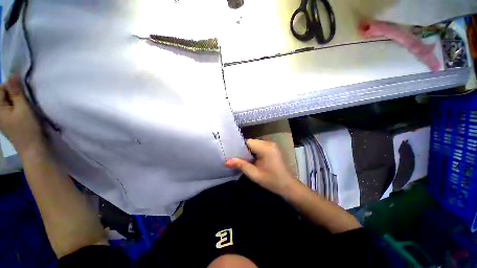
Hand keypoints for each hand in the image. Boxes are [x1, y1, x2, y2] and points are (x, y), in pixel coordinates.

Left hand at [0, 75, 44, 154]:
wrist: (33, 149)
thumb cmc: (27, 128)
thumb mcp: (23, 108)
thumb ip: (16, 92)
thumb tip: (12, 74)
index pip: (0, 89)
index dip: (11, 85)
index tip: (23, 88)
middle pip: (3, 95)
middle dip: (14, 93)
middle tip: (26, 98)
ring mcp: (3, 119)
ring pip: (8, 102)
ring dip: (17, 100)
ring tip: (26, 105)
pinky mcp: (9, 123)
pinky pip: (11, 109)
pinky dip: (18, 107)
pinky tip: (24, 112)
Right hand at [225, 139, 296, 194]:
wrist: (288, 186)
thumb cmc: (272, 181)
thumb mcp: (254, 174)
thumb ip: (241, 165)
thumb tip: (226, 161)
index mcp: (265, 148)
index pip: (248, 142)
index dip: (239, 147)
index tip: (231, 153)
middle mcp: (269, 143)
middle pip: (251, 142)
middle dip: (243, 149)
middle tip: (234, 157)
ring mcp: (272, 145)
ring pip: (255, 144)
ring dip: (248, 150)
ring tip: (240, 158)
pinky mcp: (272, 149)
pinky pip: (259, 147)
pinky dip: (254, 151)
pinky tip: (250, 158)